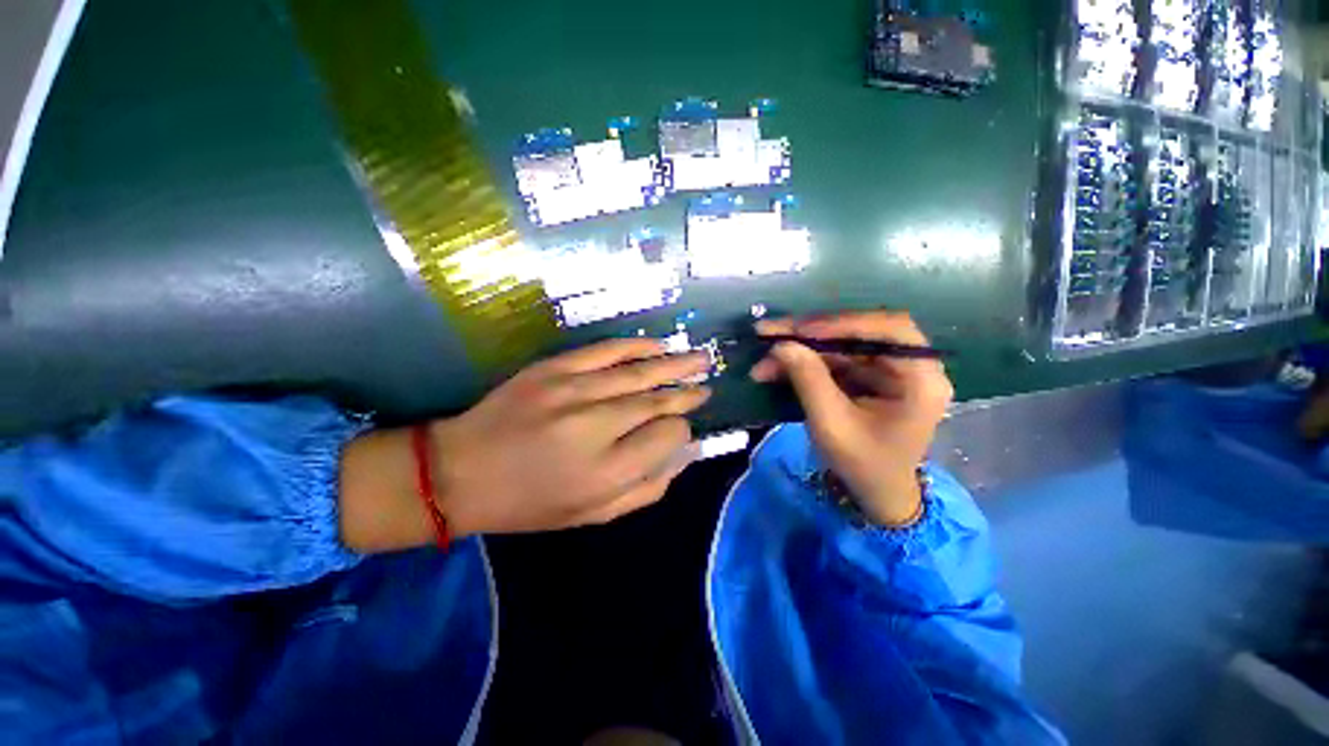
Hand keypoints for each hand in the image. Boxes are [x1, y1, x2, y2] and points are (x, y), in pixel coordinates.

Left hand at [433, 339, 710, 535]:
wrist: (460, 472)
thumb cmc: (530, 502)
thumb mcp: (593, 515)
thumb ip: (648, 488)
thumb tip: (685, 453)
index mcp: (607, 472)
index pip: (667, 437)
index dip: (681, 431)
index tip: (681, 429)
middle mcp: (595, 427)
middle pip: (657, 401)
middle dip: (687, 392)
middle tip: (707, 384)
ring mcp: (573, 391)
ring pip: (639, 372)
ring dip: (675, 364)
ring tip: (700, 359)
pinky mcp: (554, 369)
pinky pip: (606, 351)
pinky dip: (637, 347)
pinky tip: (659, 346)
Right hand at [750, 311, 951, 525]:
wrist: (875, 492)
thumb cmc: (862, 464)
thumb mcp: (832, 424)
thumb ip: (809, 380)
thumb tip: (781, 344)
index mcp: (920, 379)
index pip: (889, 330)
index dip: (844, 324)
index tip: (801, 330)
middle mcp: (909, 365)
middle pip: (858, 334)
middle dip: (810, 335)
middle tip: (770, 333)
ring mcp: (887, 369)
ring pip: (840, 345)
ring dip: (801, 350)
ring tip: (765, 357)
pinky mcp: (868, 376)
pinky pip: (835, 359)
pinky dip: (805, 362)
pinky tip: (778, 367)